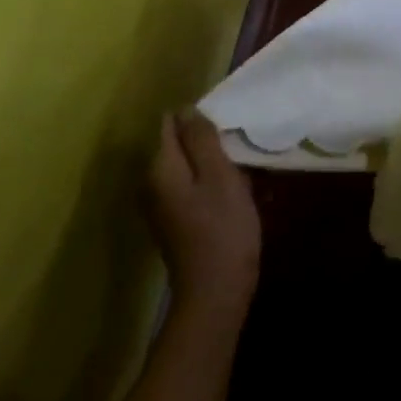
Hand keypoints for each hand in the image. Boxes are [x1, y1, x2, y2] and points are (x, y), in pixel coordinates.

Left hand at [143, 109, 261, 330]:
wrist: (216, 291)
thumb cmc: (223, 227)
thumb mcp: (219, 175)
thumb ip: (201, 140)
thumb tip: (186, 109)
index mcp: (161, 168)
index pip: (171, 124)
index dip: (198, 118)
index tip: (228, 125)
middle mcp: (153, 183)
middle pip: (181, 146)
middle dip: (210, 142)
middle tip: (242, 148)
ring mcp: (164, 205)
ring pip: (192, 167)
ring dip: (217, 164)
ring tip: (247, 169)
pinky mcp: (178, 222)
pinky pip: (196, 188)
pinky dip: (216, 185)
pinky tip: (240, 194)